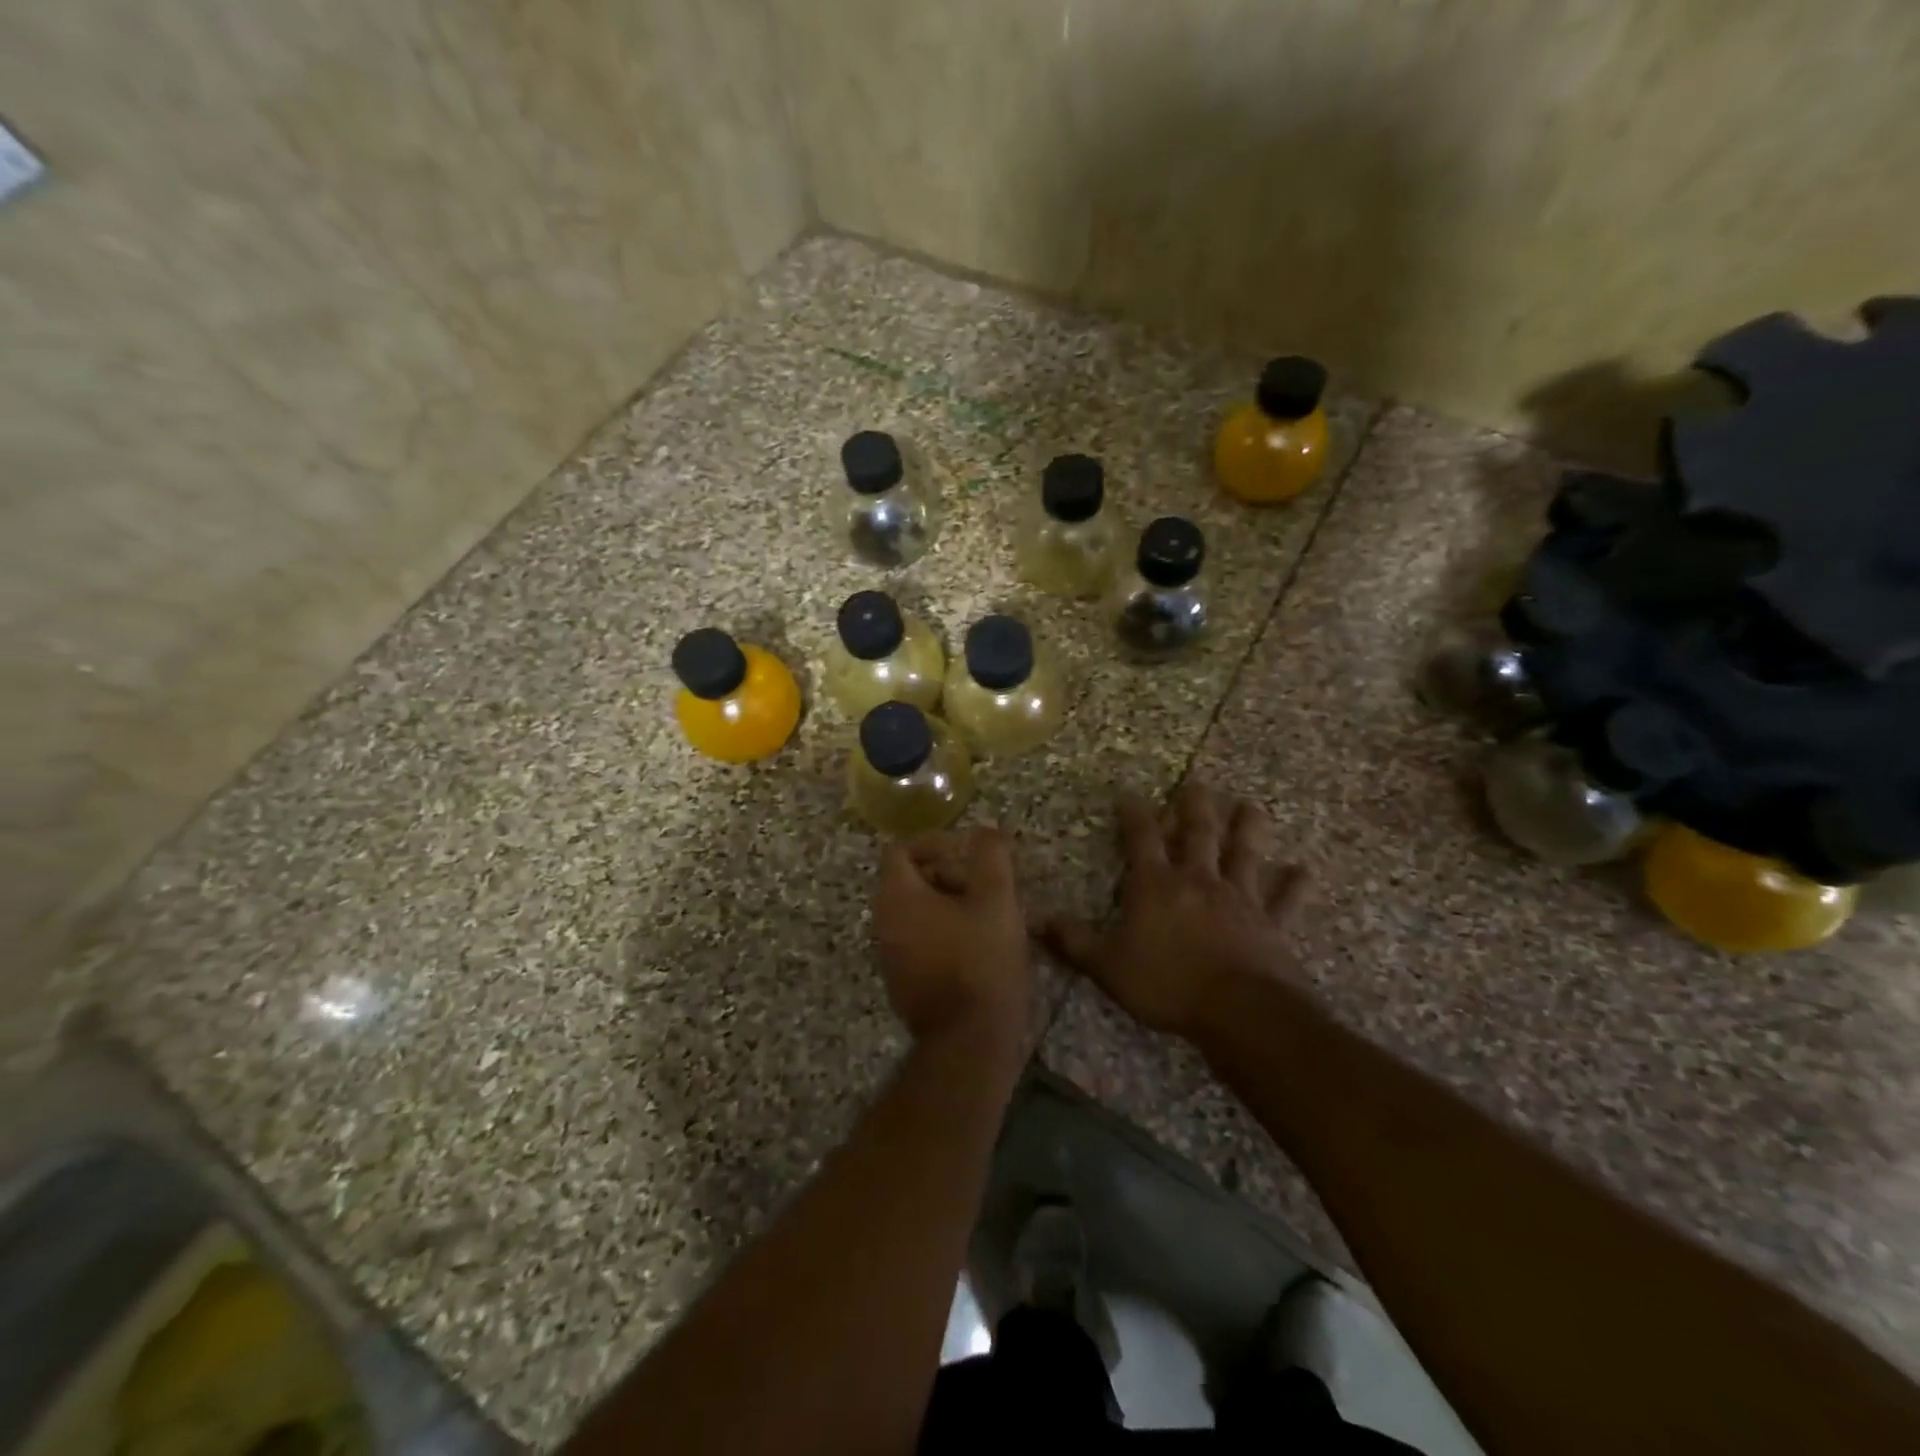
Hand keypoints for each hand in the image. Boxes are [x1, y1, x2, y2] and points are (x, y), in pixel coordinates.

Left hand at [875, 827, 1035, 1064]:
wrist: (968, 1043)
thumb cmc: (981, 963)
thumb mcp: (996, 901)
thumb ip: (990, 857)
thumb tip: (985, 831)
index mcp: (898, 897)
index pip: (900, 850)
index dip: (935, 842)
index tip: (968, 853)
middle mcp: (883, 923)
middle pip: (910, 880)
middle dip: (949, 875)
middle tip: (987, 889)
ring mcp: (890, 956)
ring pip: (917, 912)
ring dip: (951, 905)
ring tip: (991, 918)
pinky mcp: (903, 983)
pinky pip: (920, 940)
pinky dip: (945, 933)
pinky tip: (980, 949)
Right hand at [1040, 781, 1309, 1038]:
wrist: (1238, 1011)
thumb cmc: (1167, 984)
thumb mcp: (1108, 966)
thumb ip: (1074, 942)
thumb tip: (1037, 919)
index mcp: (1157, 885)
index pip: (1141, 839)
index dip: (1134, 814)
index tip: (1130, 793)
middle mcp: (1198, 881)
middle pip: (1198, 834)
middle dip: (1195, 806)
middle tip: (1197, 782)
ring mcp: (1240, 899)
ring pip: (1244, 854)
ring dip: (1248, 829)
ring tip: (1251, 806)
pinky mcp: (1271, 924)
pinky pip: (1285, 901)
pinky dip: (1295, 886)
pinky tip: (1305, 871)